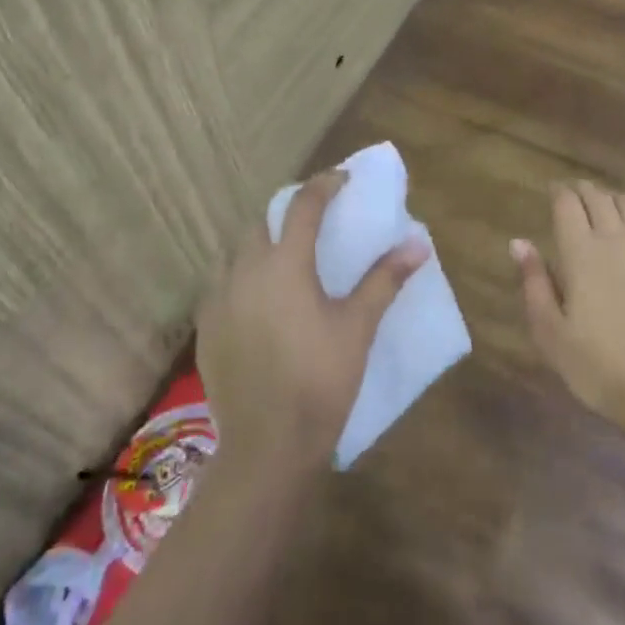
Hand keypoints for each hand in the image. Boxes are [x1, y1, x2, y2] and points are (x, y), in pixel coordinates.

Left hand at [198, 170, 427, 476]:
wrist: (268, 445)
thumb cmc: (321, 379)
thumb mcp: (359, 326)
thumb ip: (385, 279)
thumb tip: (419, 243)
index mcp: (285, 264)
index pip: (304, 205)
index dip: (325, 185)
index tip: (343, 179)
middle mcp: (245, 271)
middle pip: (264, 222)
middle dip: (289, 212)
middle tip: (316, 222)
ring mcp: (218, 299)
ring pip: (236, 250)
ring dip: (261, 241)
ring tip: (286, 256)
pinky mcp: (206, 327)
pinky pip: (221, 283)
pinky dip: (242, 274)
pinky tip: (259, 298)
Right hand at [515, 181, 624, 446]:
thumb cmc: (599, 365)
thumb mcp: (551, 333)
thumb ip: (534, 282)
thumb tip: (519, 242)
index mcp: (581, 252)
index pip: (567, 204)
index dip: (558, 192)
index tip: (553, 191)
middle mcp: (617, 238)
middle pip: (599, 198)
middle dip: (584, 190)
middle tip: (576, 193)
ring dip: (615, 200)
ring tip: (609, 206)